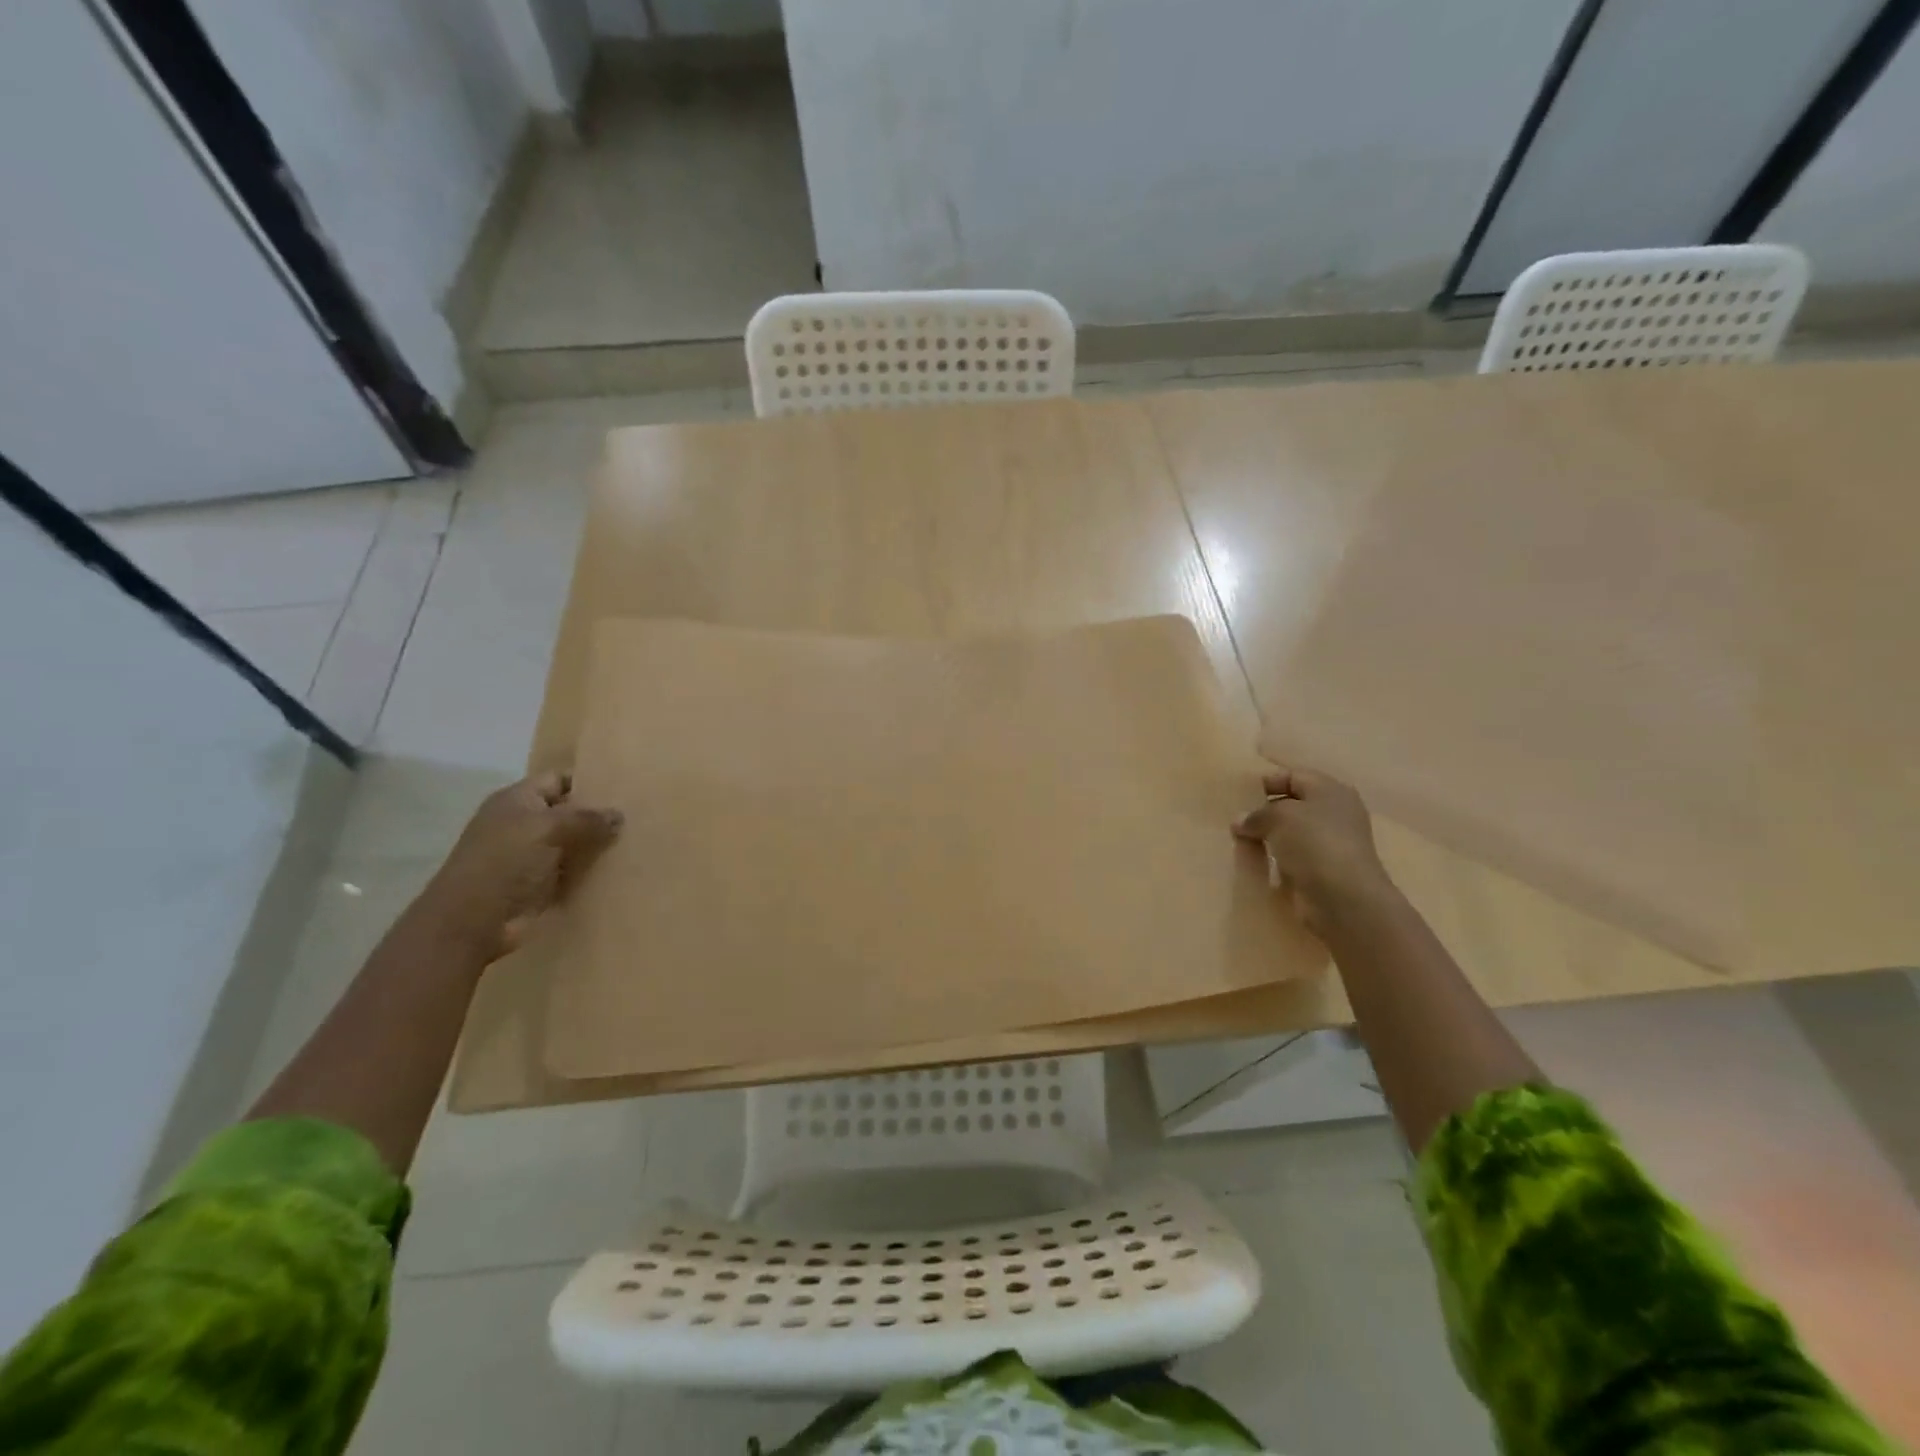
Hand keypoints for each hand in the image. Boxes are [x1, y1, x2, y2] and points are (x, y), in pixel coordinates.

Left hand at [415, 772, 622, 961]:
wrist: (472, 923)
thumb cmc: (505, 862)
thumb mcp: (548, 828)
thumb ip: (586, 818)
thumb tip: (619, 815)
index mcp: (517, 800)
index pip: (558, 779)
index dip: (589, 781)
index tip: (626, 787)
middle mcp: (523, 824)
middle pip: (569, 812)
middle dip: (599, 815)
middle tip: (639, 816)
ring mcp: (531, 857)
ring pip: (574, 843)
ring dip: (599, 846)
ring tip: (638, 842)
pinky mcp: (540, 886)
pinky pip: (573, 872)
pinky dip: (592, 872)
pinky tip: (621, 870)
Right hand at [1233, 767, 1393, 934]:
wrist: (1344, 899)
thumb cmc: (1314, 843)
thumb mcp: (1279, 816)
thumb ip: (1256, 814)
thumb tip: (1239, 821)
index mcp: (1330, 790)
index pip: (1293, 776)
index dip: (1266, 782)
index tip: (1238, 796)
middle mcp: (1335, 814)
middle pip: (1293, 805)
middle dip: (1264, 812)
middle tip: (1236, 821)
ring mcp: (1332, 845)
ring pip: (1291, 834)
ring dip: (1268, 838)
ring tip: (1240, 842)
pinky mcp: (1325, 872)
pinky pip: (1293, 859)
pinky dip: (1276, 861)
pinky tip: (1256, 865)